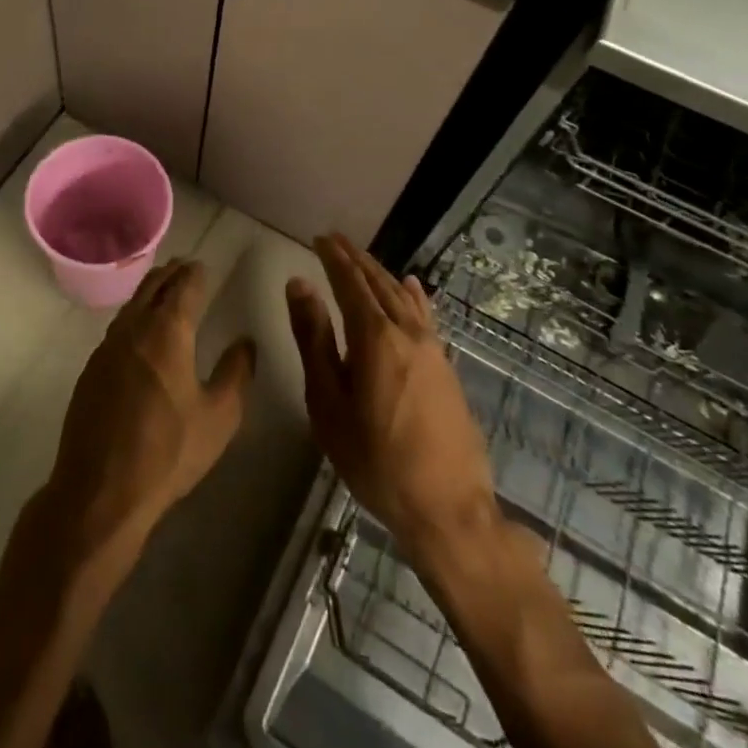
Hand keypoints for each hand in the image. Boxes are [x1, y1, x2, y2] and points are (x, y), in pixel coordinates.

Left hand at [39, 259, 255, 572]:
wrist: (100, 489)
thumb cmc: (168, 452)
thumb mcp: (219, 417)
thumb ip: (236, 373)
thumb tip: (245, 342)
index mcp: (167, 331)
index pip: (184, 286)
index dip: (196, 273)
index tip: (204, 267)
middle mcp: (134, 327)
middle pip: (153, 286)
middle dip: (171, 274)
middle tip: (185, 267)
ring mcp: (107, 346)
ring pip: (132, 304)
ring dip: (150, 291)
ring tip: (164, 290)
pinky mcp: (91, 368)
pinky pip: (118, 326)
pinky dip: (134, 315)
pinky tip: (140, 330)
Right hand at [287, 235, 498, 564]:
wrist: (447, 508)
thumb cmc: (375, 460)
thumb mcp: (328, 403)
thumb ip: (314, 339)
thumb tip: (299, 284)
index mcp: (374, 337)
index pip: (350, 282)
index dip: (333, 258)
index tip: (319, 238)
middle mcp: (407, 331)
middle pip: (378, 283)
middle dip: (355, 258)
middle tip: (335, 239)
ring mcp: (432, 348)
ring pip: (402, 296)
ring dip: (380, 273)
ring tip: (362, 258)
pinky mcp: (446, 367)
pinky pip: (425, 315)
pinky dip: (413, 295)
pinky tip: (412, 286)